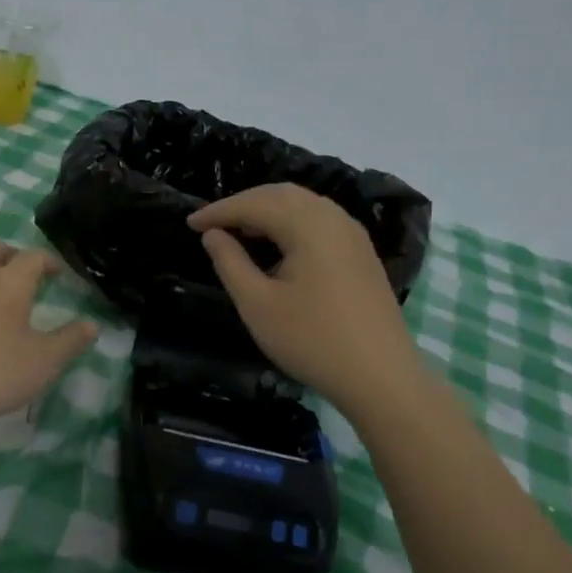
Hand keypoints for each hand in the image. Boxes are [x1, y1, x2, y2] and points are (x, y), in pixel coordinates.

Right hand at [189, 183, 422, 414]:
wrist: (381, 377)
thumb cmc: (312, 340)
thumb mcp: (258, 305)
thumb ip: (230, 263)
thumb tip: (213, 234)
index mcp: (308, 224)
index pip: (254, 204)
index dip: (219, 211)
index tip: (190, 223)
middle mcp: (333, 217)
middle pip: (281, 195)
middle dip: (244, 204)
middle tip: (212, 224)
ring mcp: (352, 234)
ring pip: (303, 205)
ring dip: (268, 211)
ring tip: (240, 232)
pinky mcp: (361, 253)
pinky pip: (319, 221)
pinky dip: (290, 223)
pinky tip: (277, 246)